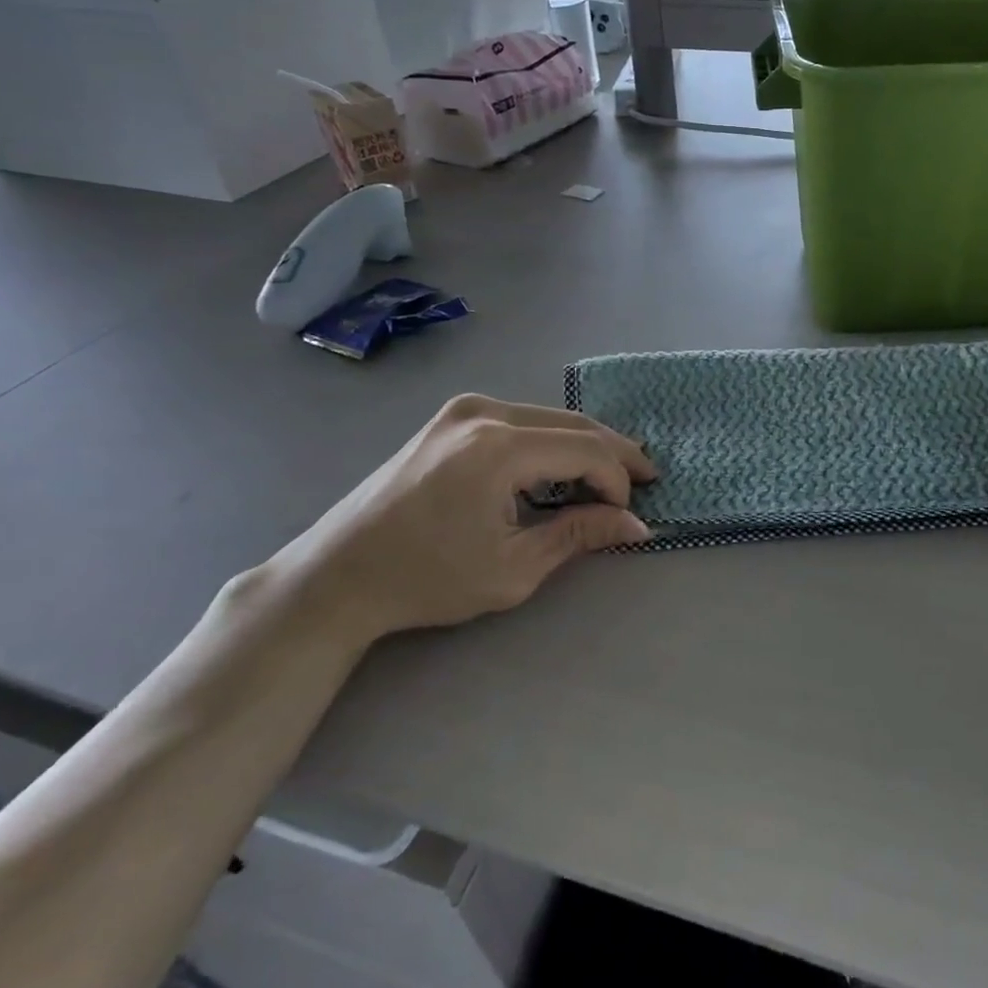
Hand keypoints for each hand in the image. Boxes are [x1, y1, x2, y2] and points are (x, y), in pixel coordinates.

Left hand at [268, 395, 656, 642]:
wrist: (338, 574)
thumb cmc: (426, 579)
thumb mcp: (513, 568)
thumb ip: (579, 535)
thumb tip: (637, 524)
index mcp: (498, 447)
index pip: (586, 450)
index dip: (618, 480)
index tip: (628, 514)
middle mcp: (484, 412)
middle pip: (573, 423)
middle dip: (614, 452)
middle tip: (648, 478)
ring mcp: (464, 409)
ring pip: (549, 418)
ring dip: (583, 446)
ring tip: (610, 477)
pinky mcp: (452, 417)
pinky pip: (520, 421)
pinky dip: (550, 442)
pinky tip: (561, 468)